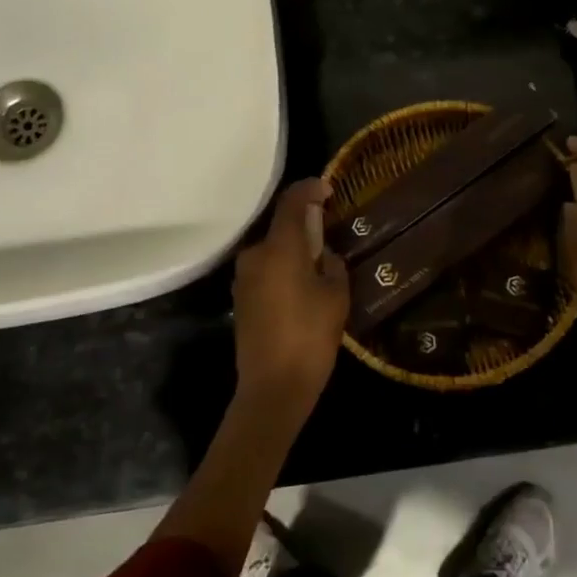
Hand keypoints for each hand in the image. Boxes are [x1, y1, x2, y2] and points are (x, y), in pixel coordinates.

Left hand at [232, 179, 349, 413]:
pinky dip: (283, 267)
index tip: (328, 188)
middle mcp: (255, 255)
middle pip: (280, 226)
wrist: (272, 388)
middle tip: (329, 232)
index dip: (309, 189)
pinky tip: (301, 285)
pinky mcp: (240, 297)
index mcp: (280, 248)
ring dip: (293, 248)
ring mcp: (243, 277)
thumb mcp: (336, 296)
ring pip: (272, 249)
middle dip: (304, 224)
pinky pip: (265, 269)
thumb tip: (325, 256)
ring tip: (319, 263)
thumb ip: (333, 265)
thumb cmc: (310, 337)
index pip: (292, 202)